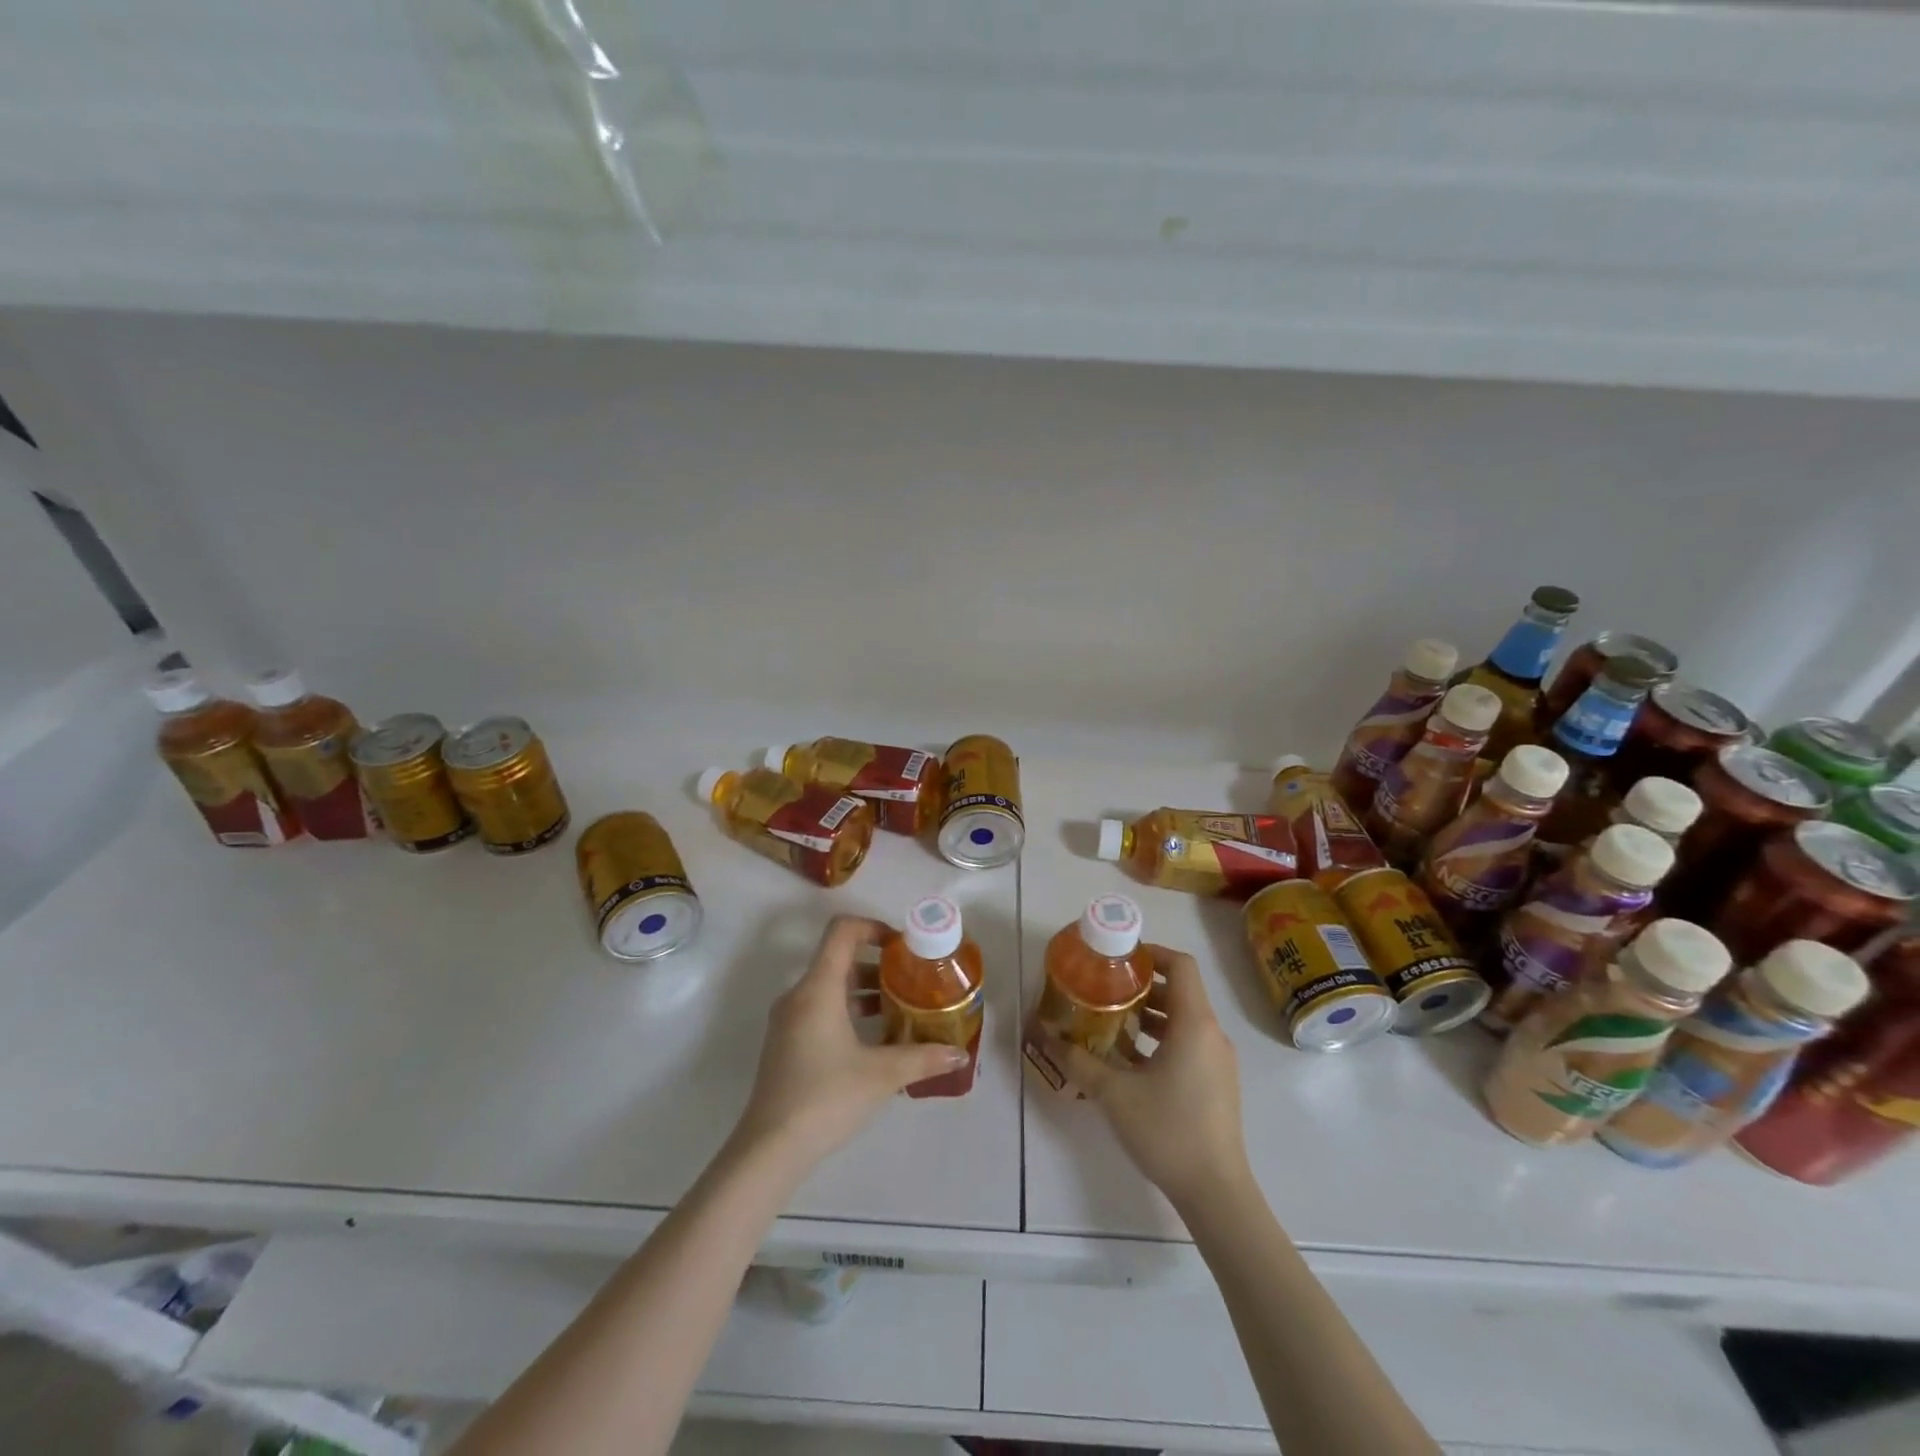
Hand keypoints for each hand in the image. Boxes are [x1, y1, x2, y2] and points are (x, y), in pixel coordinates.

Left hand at [733, 916, 968, 1172]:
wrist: (769, 1149)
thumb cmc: (826, 1098)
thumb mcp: (881, 1075)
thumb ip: (922, 1057)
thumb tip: (959, 1054)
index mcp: (818, 988)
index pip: (842, 931)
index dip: (874, 927)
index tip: (904, 947)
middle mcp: (799, 995)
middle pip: (839, 958)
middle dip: (879, 964)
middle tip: (913, 979)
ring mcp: (789, 1020)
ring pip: (831, 986)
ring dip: (866, 990)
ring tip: (902, 1008)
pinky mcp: (787, 1043)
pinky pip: (821, 1008)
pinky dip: (850, 1010)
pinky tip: (876, 1039)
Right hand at [1040, 946, 1251, 1210]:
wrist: (1216, 1192)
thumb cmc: (1168, 1130)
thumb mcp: (1114, 1093)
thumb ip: (1078, 1061)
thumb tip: (1045, 1036)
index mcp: (1194, 1023)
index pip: (1180, 965)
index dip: (1151, 953)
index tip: (1119, 959)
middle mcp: (1211, 1034)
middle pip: (1179, 991)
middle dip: (1141, 986)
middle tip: (1104, 989)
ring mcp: (1217, 1061)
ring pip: (1183, 1020)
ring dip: (1149, 1016)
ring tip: (1110, 1022)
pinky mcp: (1216, 1084)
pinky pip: (1188, 1044)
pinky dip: (1160, 1040)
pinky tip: (1128, 1061)